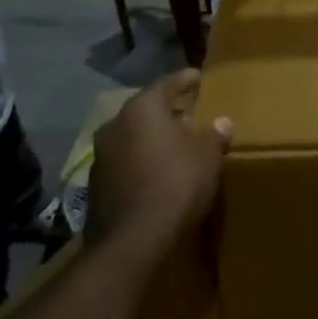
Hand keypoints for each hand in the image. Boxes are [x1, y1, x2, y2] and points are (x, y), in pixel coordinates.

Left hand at [87, 69, 232, 247]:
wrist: (132, 240)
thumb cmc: (176, 183)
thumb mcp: (208, 156)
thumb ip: (214, 135)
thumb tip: (222, 123)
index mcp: (143, 108)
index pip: (168, 83)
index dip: (186, 80)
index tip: (198, 78)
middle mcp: (115, 124)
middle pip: (146, 109)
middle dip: (168, 110)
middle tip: (190, 113)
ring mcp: (101, 154)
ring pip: (132, 135)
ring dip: (152, 136)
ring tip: (175, 144)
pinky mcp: (95, 183)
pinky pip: (124, 159)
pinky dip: (140, 159)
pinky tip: (157, 170)